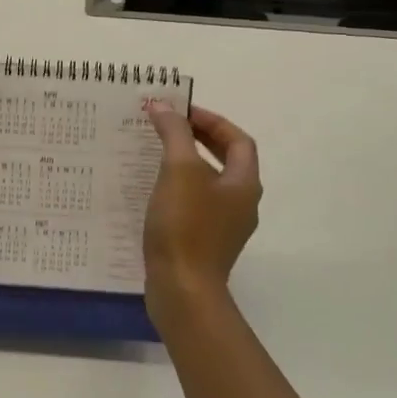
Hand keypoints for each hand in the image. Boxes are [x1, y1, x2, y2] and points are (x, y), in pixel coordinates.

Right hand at [143, 102, 260, 301]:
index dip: (212, 121)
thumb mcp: (179, 171)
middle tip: (167, 128)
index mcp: (244, 184)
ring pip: (208, 184)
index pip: (238, 140)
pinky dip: (178, 190)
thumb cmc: (185, 227)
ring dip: (186, 164)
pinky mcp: (204, 245)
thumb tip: (163, 106)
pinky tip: (152, 192)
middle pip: (226, 161)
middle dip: (198, 140)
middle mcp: (241, 204)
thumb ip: (174, 134)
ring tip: (154, 154)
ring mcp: (224, 227)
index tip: (181, 112)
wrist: (182, 291)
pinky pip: (195, 206)